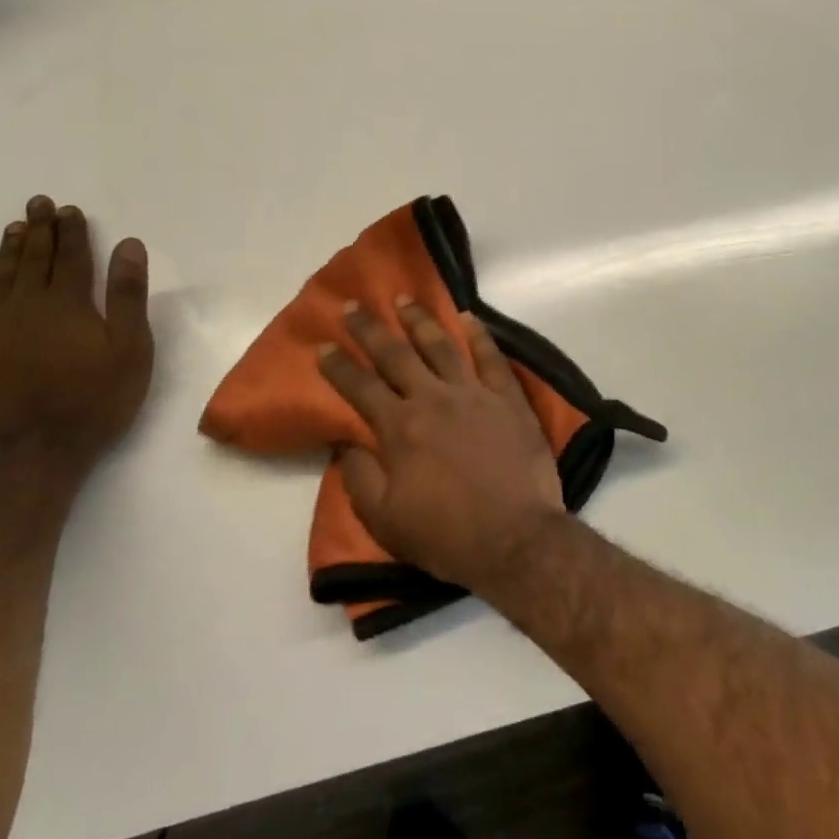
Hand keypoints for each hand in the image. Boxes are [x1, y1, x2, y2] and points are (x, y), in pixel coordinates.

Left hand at [0, 195, 154, 468]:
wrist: (30, 454)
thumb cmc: (93, 400)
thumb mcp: (130, 348)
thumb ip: (128, 295)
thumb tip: (128, 246)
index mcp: (68, 303)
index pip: (70, 257)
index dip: (72, 231)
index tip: (69, 209)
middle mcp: (26, 306)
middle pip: (33, 260)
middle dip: (39, 230)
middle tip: (38, 204)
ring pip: (1, 278)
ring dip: (11, 251)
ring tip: (15, 229)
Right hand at [318, 299, 565, 591]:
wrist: (515, 539)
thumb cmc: (446, 535)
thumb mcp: (384, 519)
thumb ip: (359, 477)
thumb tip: (346, 445)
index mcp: (399, 428)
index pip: (360, 387)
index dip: (338, 366)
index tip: (323, 346)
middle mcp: (433, 399)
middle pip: (395, 355)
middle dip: (370, 329)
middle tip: (353, 305)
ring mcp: (474, 394)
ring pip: (441, 346)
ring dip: (420, 321)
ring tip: (404, 300)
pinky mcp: (509, 399)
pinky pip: (492, 358)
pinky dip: (480, 335)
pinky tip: (468, 317)